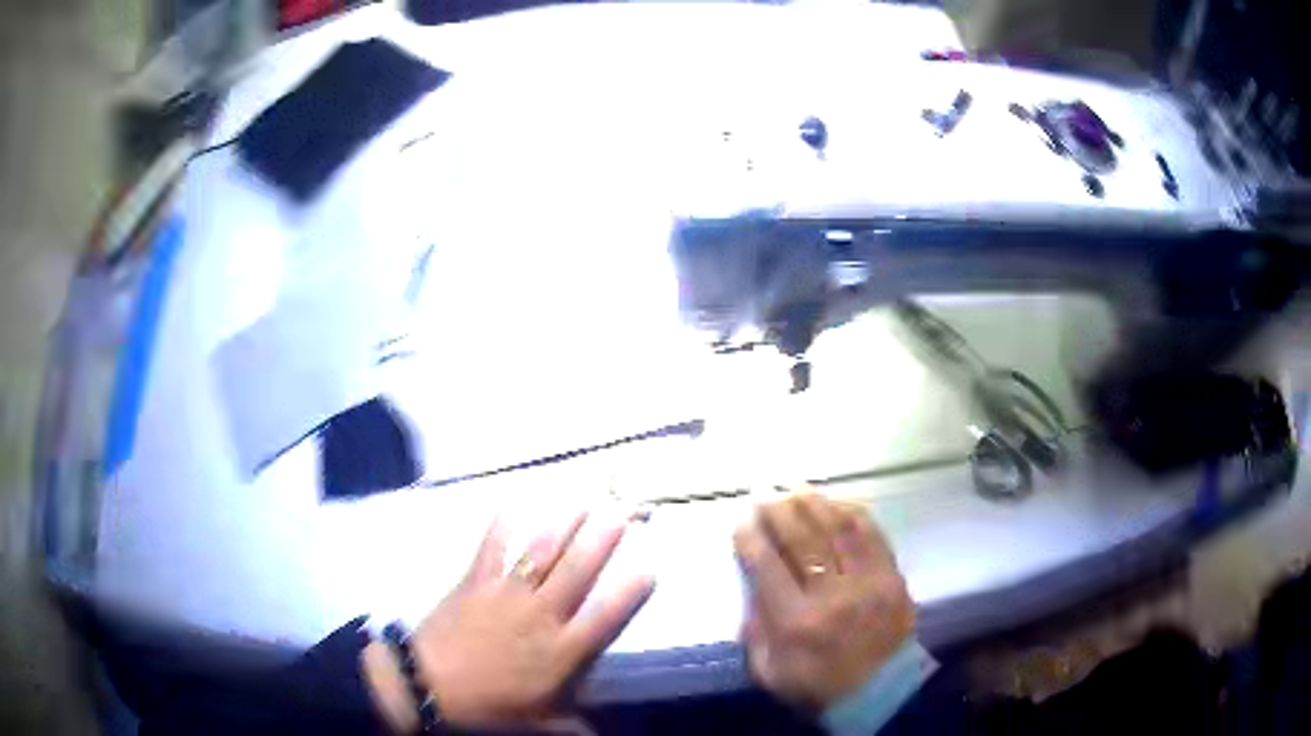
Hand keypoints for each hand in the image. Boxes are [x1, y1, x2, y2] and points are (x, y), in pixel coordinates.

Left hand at [365, 509, 653, 731]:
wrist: (428, 684)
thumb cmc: (486, 707)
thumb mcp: (535, 723)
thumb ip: (570, 725)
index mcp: (560, 652)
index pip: (604, 618)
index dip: (629, 592)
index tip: (650, 566)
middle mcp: (540, 616)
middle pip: (576, 573)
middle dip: (600, 540)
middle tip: (620, 511)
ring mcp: (507, 594)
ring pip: (540, 553)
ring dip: (563, 525)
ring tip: (582, 499)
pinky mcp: (475, 582)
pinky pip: (492, 548)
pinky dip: (502, 524)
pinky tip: (513, 500)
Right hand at [733, 490, 913, 711]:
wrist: (882, 691)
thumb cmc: (818, 685)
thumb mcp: (770, 671)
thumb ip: (755, 631)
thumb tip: (751, 588)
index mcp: (796, 622)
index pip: (767, 567)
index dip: (751, 538)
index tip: (740, 519)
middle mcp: (831, 595)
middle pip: (801, 541)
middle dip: (779, 512)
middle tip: (764, 493)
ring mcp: (867, 581)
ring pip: (837, 530)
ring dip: (814, 504)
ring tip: (795, 488)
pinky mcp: (892, 575)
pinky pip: (871, 534)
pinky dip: (852, 513)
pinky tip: (836, 502)